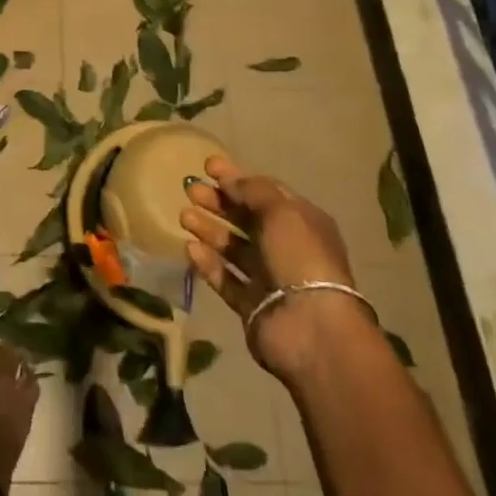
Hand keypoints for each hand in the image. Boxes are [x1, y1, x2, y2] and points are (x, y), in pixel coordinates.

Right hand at [179, 155, 362, 380]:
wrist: (311, 328)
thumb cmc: (300, 258)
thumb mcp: (281, 212)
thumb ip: (253, 190)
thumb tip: (228, 178)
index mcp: (302, 222)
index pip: (266, 193)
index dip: (237, 178)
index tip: (207, 166)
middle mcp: (287, 248)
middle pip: (247, 219)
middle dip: (219, 202)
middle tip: (190, 190)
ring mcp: (269, 278)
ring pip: (234, 248)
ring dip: (210, 230)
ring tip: (184, 216)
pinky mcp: (252, 305)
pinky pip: (226, 278)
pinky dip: (209, 263)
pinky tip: (190, 248)